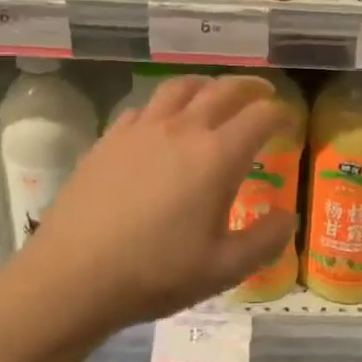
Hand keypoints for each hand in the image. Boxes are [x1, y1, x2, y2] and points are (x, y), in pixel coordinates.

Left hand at [24, 73, 295, 330]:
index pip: (261, 115)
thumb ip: (265, 240)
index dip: (281, 114)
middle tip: (263, 95)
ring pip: (181, 87)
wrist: (72, 276)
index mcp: (217, 156)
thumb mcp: (224, 269)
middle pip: (224, 90)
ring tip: (215, 94)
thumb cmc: (155, 273)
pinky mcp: (110, 139)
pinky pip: (144, 107)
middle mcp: (183, 129)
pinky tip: (163, 122)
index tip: (289, 122)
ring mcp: (142, 129)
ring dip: (207, 85)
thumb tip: (288, 217)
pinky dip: (165, 105)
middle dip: (251, 88)